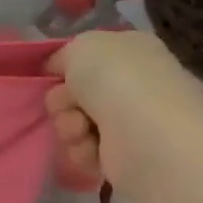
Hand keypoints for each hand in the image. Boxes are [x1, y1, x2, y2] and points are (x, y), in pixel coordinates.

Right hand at [45, 29, 202, 189]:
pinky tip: (92, 149)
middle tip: (70, 105)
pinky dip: (81, 150)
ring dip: (68, 126)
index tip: (55, 76)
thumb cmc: (117, 80)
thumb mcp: (81, 46)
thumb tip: (60, 71)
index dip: (65, 67)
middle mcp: (133, 84)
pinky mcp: (123, 155)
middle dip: (62, 101)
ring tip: (82, 130)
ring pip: (73, 121)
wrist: (147, 135)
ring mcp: (129, 121)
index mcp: (131, 50)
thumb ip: (65, 55)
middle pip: (73, 92)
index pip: (86, 57)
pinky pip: (83, 149)